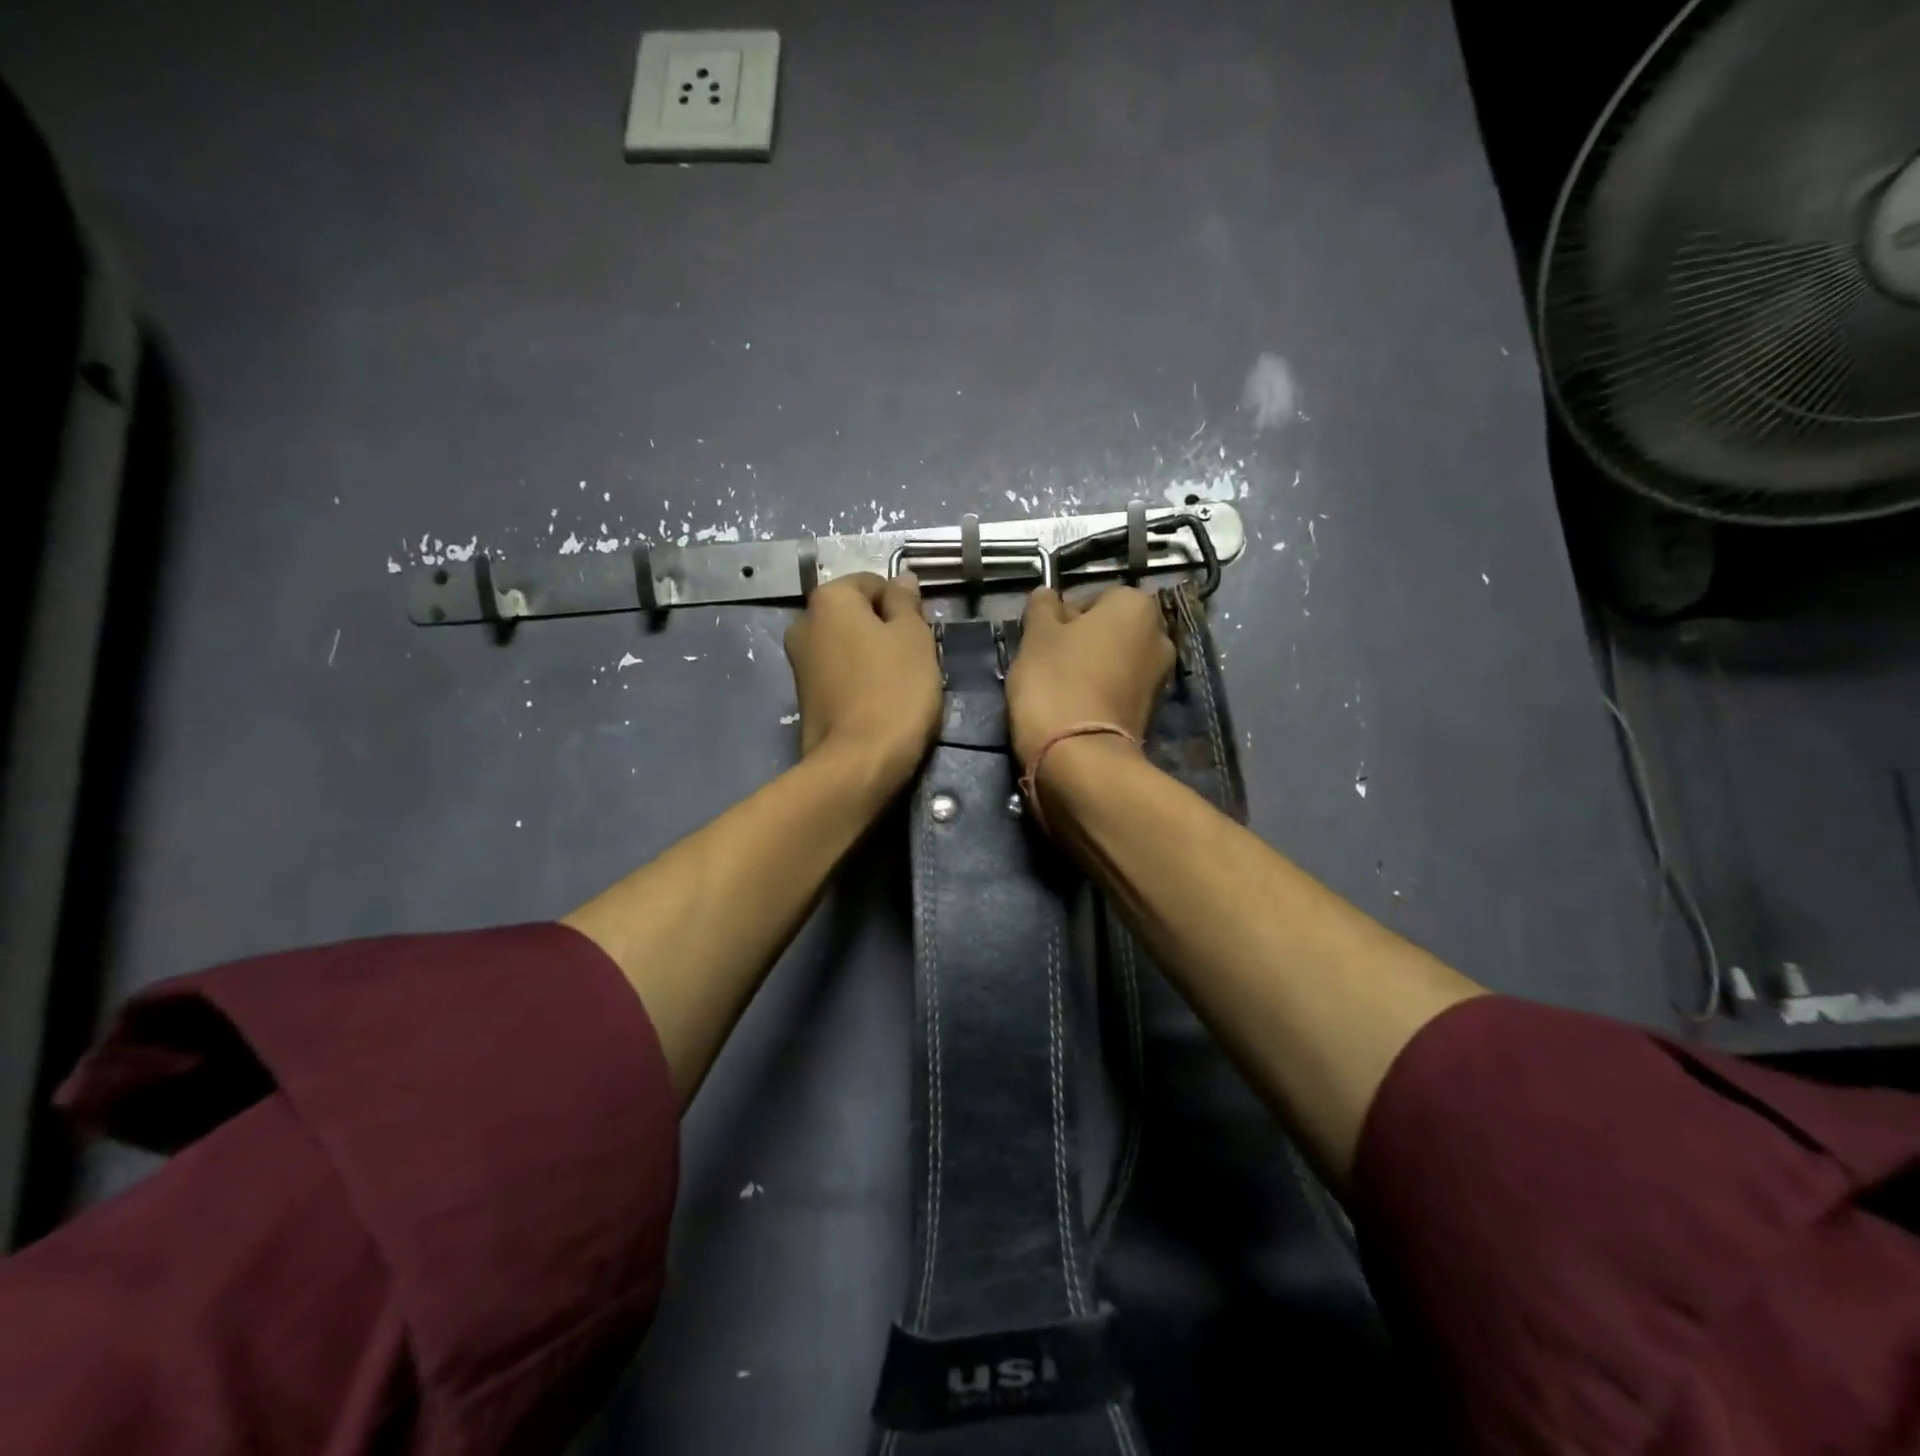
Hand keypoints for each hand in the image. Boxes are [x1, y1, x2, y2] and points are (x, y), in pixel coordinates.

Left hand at [785, 573, 941, 787]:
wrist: (858, 762)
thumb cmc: (894, 691)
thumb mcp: (914, 638)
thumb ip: (906, 602)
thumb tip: (902, 579)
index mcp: (828, 599)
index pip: (874, 583)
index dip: (902, 606)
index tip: (921, 634)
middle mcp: (803, 624)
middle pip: (856, 615)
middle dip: (884, 630)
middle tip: (914, 659)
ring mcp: (798, 663)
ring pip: (847, 646)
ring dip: (872, 657)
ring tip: (899, 685)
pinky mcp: (803, 698)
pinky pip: (839, 675)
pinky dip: (858, 681)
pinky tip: (878, 703)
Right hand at [1006, 586, 1174, 770]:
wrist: (1080, 756)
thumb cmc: (1056, 682)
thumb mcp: (1036, 635)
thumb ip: (1042, 607)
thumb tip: (1048, 595)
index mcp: (1136, 605)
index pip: (1094, 597)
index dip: (1064, 616)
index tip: (1044, 639)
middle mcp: (1159, 635)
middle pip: (1109, 630)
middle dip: (1082, 642)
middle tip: (1049, 663)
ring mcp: (1160, 676)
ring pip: (1114, 661)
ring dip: (1091, 669)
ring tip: (1060, 691)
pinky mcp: (1152, 712)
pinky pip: (1119, 690)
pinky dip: (1101, 694)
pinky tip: (1076, 710)